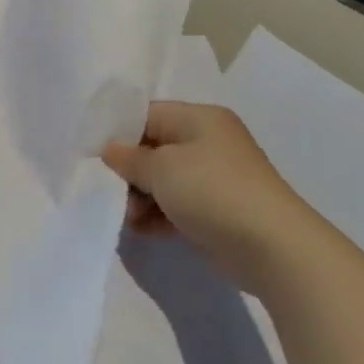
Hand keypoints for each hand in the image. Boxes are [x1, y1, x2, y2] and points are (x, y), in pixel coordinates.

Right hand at [102, 101, 321, 296]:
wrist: (272, 248)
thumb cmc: (212, 191)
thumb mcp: (160, 167)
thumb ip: (127, 157)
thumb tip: (109, 152)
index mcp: (199, 119)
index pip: (146, 115)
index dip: (116, 132)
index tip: (91, 154)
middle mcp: (208, 142)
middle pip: (151, 148)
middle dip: (127, 171)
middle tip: (108, 190)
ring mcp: (213, 178)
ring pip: (161, 180)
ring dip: (138, 197)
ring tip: (128, 217)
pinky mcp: (214, 209)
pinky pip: (174, 205)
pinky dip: (156, 215)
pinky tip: (140, 229)